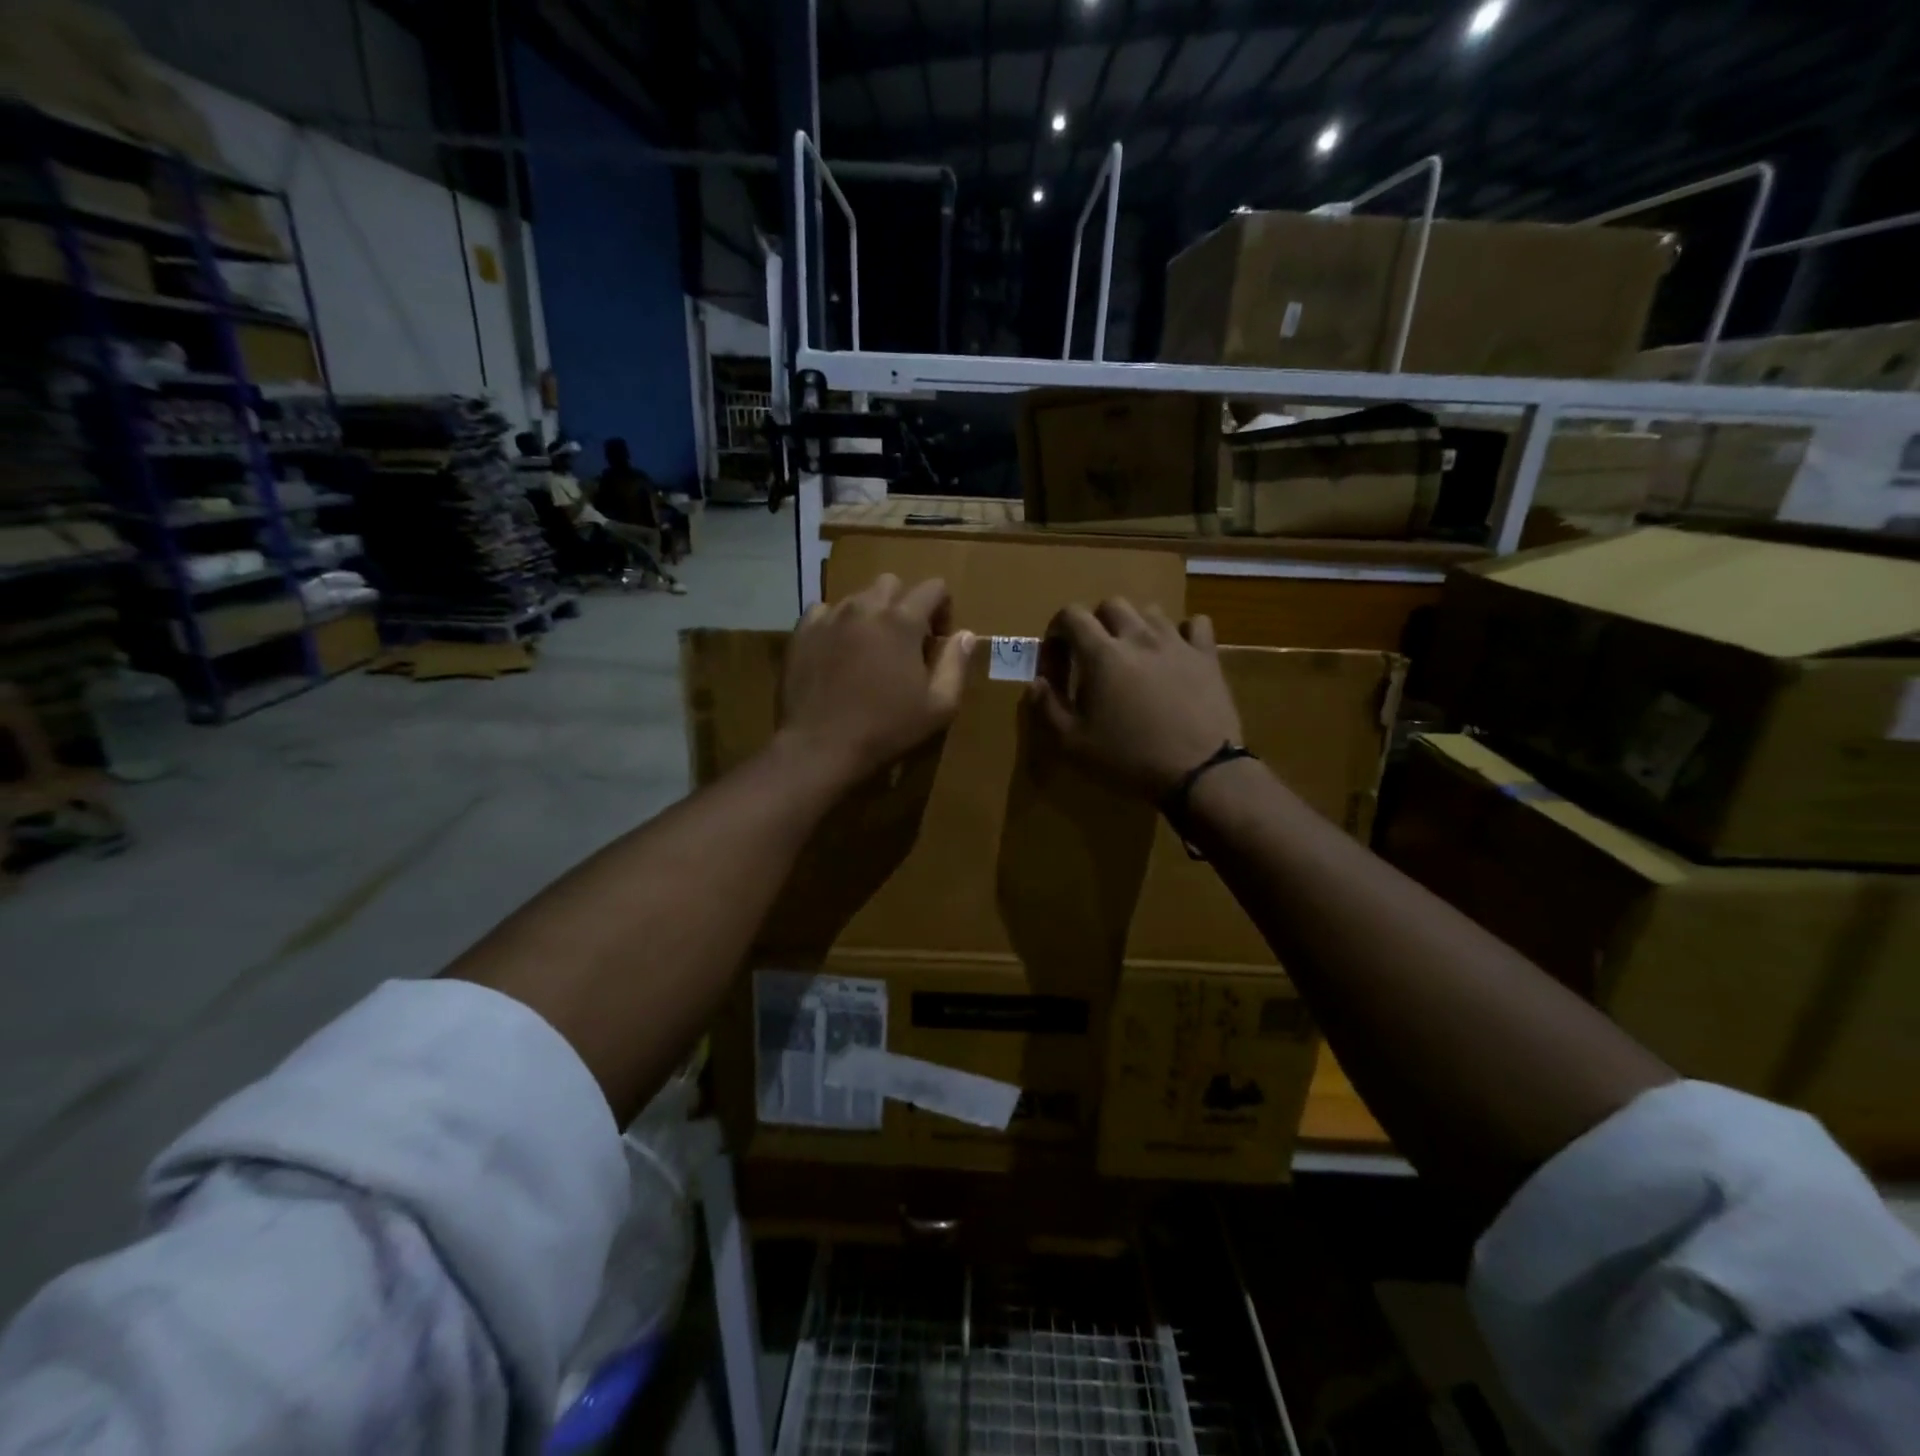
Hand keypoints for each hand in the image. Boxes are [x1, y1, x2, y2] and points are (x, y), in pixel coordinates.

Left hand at [779, 575, 975, 786]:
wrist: (820, 747)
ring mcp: (829, 617)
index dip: (943, 609)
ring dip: (870, 614)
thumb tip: (964, 635)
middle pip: (891, 583)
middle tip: (904, 642)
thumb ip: (956, 664)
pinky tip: (838, 652)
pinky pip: (824, 612)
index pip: (933, 587)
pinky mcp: (802, 633)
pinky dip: (837, 624)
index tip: (938, 640)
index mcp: (902, 621)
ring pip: (857, 597)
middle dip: (904, 605)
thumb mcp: (939, 706)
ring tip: (869, 650)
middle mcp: (865, 607)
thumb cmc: (886, 729)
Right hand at [1028, 600, 1241, 798]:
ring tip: (1133, 655)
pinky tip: (1176, 653)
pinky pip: (1196, 624)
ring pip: (1151, 612)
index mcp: (1102, 654)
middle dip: (1096, 624)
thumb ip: (1047, 708)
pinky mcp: (1207, 656)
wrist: (1198, 772)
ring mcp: (1176, 643)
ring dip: (1135, 626)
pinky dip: (1182, 632)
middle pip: (1112, 605)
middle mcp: (1138, 637)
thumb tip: (1037, 683)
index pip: (1071, 614)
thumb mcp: (1073, 743)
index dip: (1057, 632)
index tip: (1058, 662)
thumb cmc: (1128, 758)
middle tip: (1093, 657)